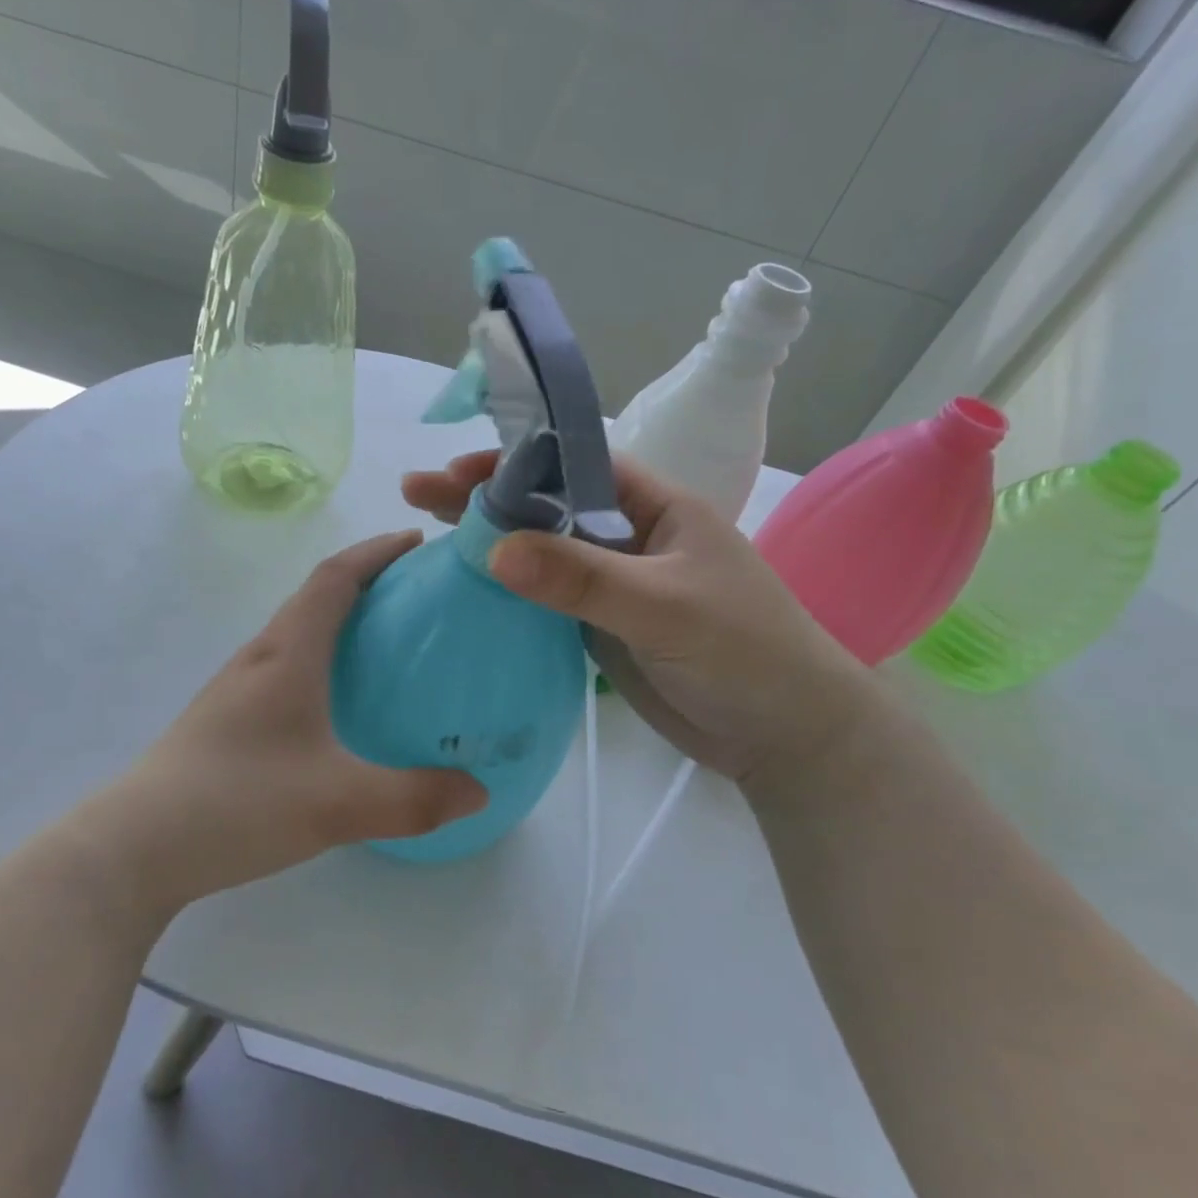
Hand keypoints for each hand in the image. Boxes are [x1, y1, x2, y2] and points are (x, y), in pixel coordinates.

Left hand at [83, 532, 486, 913]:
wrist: (134, 847)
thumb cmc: (237, 802)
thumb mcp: (337, 804)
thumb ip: (414, 798)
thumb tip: (480, 791)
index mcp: (288, 653)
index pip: (335, 577)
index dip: (377, 552)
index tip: (417, 543)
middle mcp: (260, 657)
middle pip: (316, 597)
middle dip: (367, 581)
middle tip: (418, 596)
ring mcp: (236, 688)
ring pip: (298, 632)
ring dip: (341, 620)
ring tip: (387, 644)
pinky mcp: (226, 719)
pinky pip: (285, 667)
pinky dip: (321, 659)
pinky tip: (337, 705)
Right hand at [402, 451, 877, 787]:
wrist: (782, 736)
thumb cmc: (744, 652)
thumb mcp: (665, 606)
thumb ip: (583, 578)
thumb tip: (494, 548)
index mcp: (654, 505)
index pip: (574, 465)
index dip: (516, 462)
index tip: (458, 471)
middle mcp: (626, 535)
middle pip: (545, 506)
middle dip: (484, 497)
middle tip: (416, 492)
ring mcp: (609, 583)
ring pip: (538, 552)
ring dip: (486, 542)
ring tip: (422, 532)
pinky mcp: (596, 627)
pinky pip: (541, 599)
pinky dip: (503, 590)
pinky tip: (461, 585)